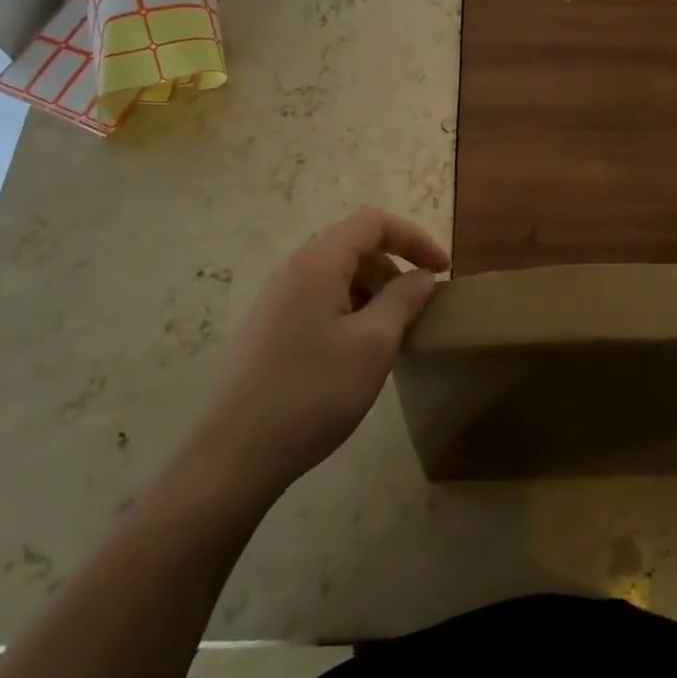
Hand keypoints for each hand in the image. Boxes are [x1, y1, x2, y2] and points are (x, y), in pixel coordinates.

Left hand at [185, 209, 449, 503]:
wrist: (233, 455)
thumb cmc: (312, 392)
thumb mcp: (374, 344)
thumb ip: (404, 300)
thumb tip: (422, 276)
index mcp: (317, 262)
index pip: (374, 222)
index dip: (415, 238)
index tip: (443, 271)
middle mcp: (293, 270)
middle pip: (355, 245)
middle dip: (395, 267)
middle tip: (418, 308)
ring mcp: (277, 300)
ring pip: (338, 276)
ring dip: (374, 292)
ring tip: (393, 334)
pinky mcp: (270, 329)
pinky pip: (321, 300)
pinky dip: (351, 311)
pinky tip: (358, 353)